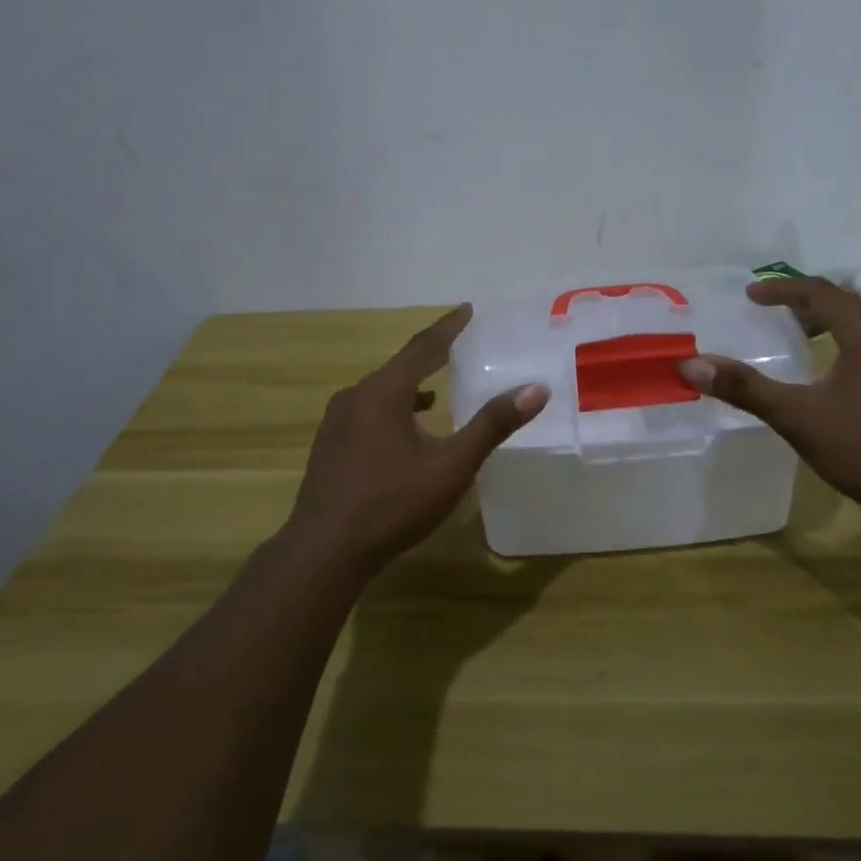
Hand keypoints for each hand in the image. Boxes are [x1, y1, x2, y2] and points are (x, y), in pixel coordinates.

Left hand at [285, 305, 548, 571]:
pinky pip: (367, 411)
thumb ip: (492, 425)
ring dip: (411, 385)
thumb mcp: (451, 466)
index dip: (449, 327)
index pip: (423, 347)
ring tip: (437, 388)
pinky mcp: (329, 444)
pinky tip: (405, 429)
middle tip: (459, 346)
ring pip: (382, 391)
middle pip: (400, 366)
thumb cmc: (393, 504)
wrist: (325, 550)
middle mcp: (356, 396)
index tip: (468, 309)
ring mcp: (337, 420)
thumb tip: (535, 389)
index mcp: (384, 392)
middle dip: (431, 355)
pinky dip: (393, 409)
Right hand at [677, 277, 860, 522]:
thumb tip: (692, 364)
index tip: (750, 296)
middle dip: (804, 302)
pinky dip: (845, 342)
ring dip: (827, 322)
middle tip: (770, 312)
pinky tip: (830, 375)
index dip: (782, 290)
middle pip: (846, 302)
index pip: (820, 293)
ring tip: (796, 338)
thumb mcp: (798, 417)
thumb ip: (745, 388)